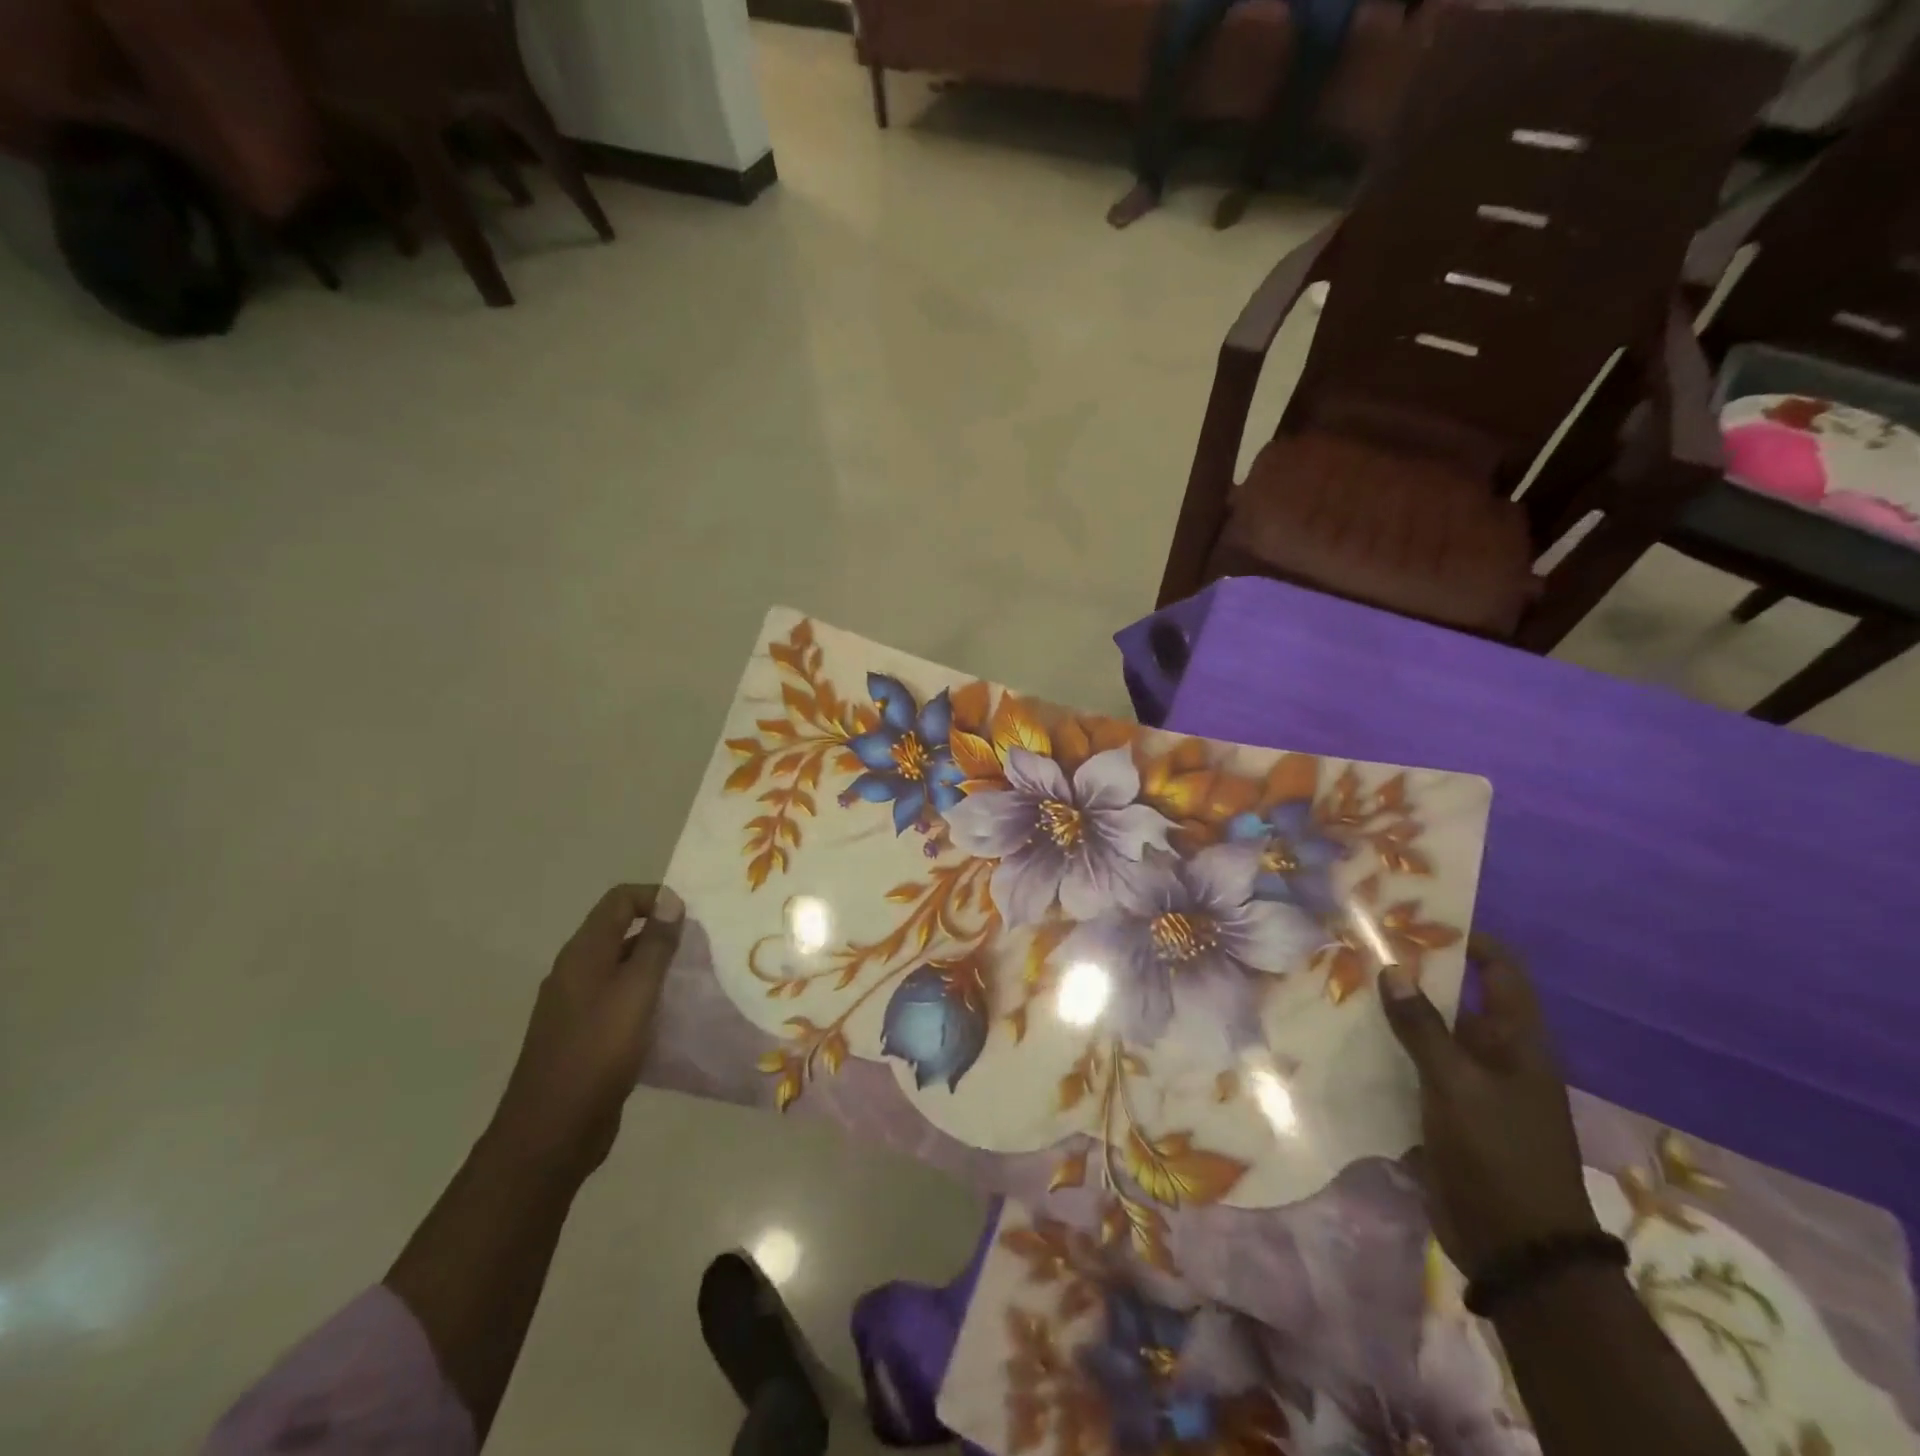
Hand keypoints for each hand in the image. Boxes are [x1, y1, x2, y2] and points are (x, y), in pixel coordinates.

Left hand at [484, 884, 683, 1183]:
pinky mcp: (584, 1036)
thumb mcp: (636, 992)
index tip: (691, 918)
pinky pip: (619, 1001)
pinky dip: (645, 998)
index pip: (619, 900)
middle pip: (620, 931)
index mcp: (583, 954)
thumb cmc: (597, 1052)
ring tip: (692, 980)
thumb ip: (656, 945)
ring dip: (656, 967)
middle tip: (700, 949)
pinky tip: (669, 1018)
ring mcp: (576, 1006)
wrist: (551, 1132)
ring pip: (622, 968)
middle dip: (661, 933)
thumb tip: (670, 899)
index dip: (656, 898)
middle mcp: (575, 972)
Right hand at [1378, 935, 1598, 1277]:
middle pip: (1457, 998)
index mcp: (1518, 1041)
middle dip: (1415, 974)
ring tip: (1343, 984)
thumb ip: (1422, 1027)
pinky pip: (1414, 1068)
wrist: (1515, 1246)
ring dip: (1394, 1013)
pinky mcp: (1446, 1112)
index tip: (1419, 919)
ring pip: (1430, 1033)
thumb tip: (1393, 969)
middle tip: (1361, 948)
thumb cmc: (1497, 1153)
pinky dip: (1387, 1051)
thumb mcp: (1457, 1084)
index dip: (1469, 940)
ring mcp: (1471, 1085)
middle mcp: (1497, 1055)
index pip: (1501, 971)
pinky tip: (1346, 1039)